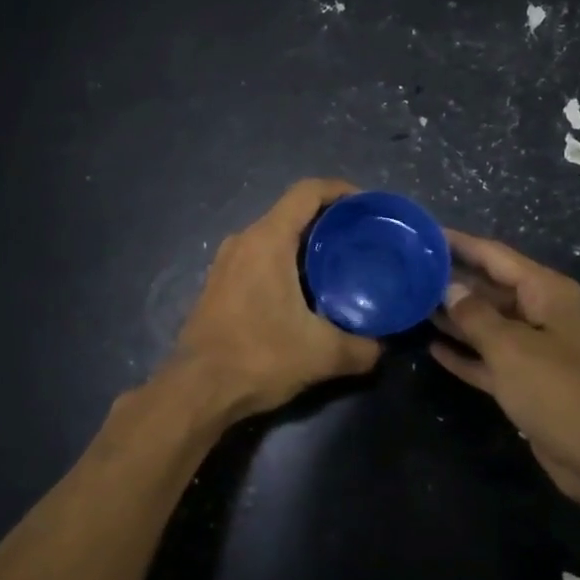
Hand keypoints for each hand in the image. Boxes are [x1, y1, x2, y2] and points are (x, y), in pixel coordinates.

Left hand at [171, 179, 380, 421]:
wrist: (197, 390)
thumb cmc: (259, 357)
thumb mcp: (322, 354)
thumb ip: (361, 348)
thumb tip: (382, 347)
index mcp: (268, 240)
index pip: (306, 192)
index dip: (339, 189)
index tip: (366, 205)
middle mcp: (244, 240)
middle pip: (291, 212)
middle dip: (327, 220)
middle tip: (359, 239)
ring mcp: (225, 262)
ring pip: (272, 236)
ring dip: (304, 243)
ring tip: (337, 264)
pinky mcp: (218, 284)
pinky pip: (258, 257)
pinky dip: (284, 262)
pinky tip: (303, 292)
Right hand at [431, 230, 579, 505]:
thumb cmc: (558, 390)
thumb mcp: (510, 347)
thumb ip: (475, 315)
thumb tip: (448, 288)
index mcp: (546, 292)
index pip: (495, 256)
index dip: (460, 243)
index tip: (424, 234)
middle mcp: (541, 313)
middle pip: (490, 288)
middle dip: (452, 280)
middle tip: (408, 270)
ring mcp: (534, 348)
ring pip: (486, 323)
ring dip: (454, 316)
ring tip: (412, 303)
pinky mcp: (526, 381)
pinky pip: (489, 358)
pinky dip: (465, 352)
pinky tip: (433, 347)